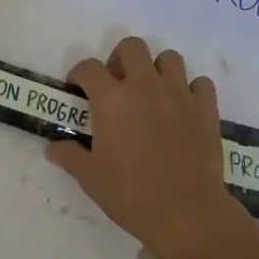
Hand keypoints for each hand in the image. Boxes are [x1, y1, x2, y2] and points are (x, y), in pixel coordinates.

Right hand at [47, 36, 243, 258]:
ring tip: (153, 93)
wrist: (185, 212)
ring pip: (169, 58)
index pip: (89, 67)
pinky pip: (200, 83)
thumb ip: (70, 156)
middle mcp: (144, 85)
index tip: (78, 88)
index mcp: (112, 98)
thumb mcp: (91, 178)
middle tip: (117, 84)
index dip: (80, 73)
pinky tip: (184, 108)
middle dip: (120, 59)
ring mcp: (179, 93)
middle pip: (131, 46)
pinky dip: (192, 90)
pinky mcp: (206, 107)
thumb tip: (53, 148)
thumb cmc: (130, 194)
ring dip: (157, 69)